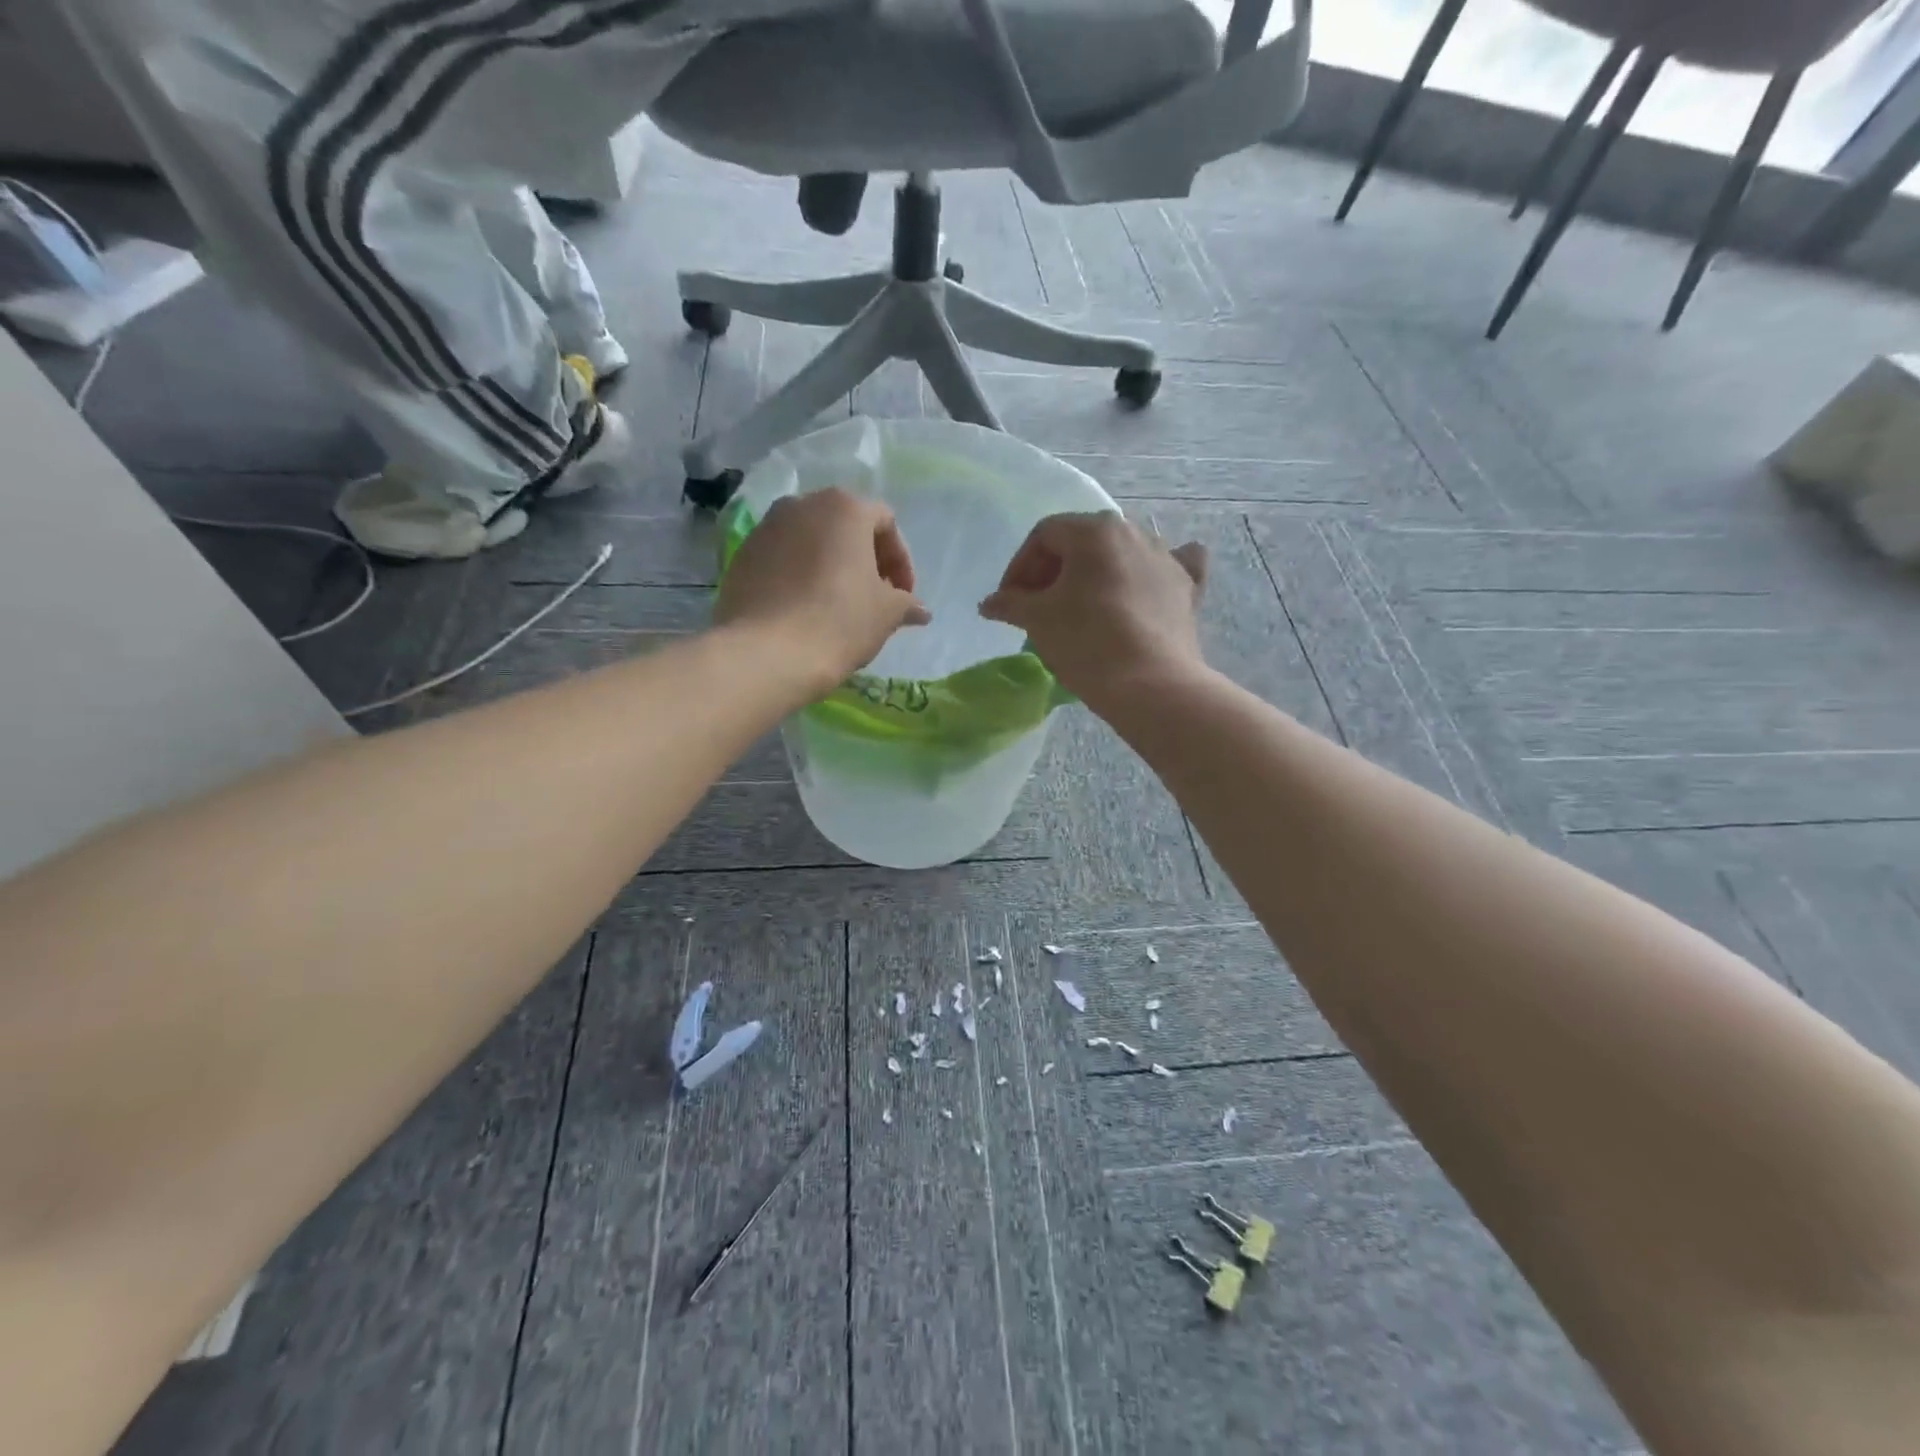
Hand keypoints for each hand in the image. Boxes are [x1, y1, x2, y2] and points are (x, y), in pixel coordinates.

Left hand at [715, 488, 930, 693]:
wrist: (768, 653)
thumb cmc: (839, 622)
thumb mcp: (886, 614)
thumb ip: (906, 604)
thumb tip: (920, 610)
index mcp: (844, 507)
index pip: (885, 522)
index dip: (900, 560)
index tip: (903, 596)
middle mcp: (802, 504)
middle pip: (844, 525)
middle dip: (864, 559)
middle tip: (874, 597)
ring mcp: (766, 528)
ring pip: (809, 540)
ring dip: (829, 566)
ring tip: (837, 605)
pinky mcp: (741, 556)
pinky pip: (781, 559)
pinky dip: (798, 576)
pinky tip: (803, 610)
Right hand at [980, 512, 1207, 709]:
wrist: (1151, 684)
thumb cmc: (1086, 642)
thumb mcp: (1037, 620)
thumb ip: (1010, 603)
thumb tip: (990, 603)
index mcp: (1094, 530)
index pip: (1044, 535)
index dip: (1019, 566)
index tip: (1009, 600)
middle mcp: (1133, 531)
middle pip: (1082, 542)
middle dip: (1054, 571)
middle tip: (1037, 606)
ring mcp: (1166, 557)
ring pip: (1121, 555)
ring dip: (1095, 575)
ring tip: (1079, 608)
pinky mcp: (1186, 587)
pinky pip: (1169, 567)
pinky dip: (1151, 574)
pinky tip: (1148, 582)